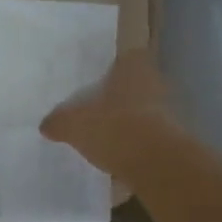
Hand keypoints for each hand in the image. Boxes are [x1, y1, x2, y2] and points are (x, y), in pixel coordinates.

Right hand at [40, 47, 174, 174]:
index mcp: (133, 67)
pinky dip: (137, 147)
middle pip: (135, 87)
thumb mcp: (73, 124)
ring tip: (107, 139)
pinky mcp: (174, 140)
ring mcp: (169, 112)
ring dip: (130, 124)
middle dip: (119, 99)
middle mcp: (156, 83)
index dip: (113, 69)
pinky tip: (120, 161)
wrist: (155, 164)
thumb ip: (59, 122)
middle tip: (97, 112)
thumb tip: (47, 125)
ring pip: (145, 112)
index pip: (127, 58)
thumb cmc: (113, 127)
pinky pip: (150, 139)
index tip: (98, 83)